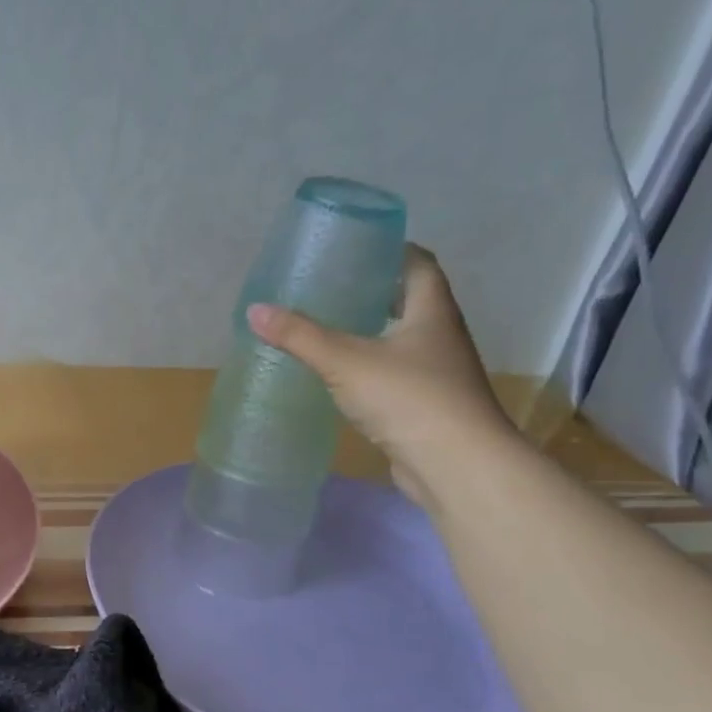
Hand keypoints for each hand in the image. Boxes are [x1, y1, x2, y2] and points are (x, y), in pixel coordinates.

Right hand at [247, 245, 518, 508]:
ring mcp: (437, 373)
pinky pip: (393, 373)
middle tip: (328, 286)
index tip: (355, 246)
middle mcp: (440, 336)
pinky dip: (368, 366)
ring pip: (401, 339)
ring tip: (326, 326)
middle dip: (373, 290)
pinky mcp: (426, 405)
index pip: (418, 264)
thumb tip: (255, 310)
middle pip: (409, 300)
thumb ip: (300, 335)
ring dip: (370, 330)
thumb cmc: (409, 398)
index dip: (391, 249)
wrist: (456, 466)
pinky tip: (339, 374)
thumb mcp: (345, 361)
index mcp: (432, 311)